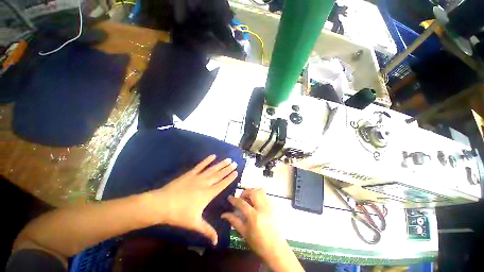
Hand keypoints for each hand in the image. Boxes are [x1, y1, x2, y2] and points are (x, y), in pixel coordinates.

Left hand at [144, 155, 237, 245]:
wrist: (162, 204)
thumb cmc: (179, 214)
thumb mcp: (194, 223)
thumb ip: (207, 231)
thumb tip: (216, 242)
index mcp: (208, 194)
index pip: (222, 184)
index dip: (230, 178)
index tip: (236, 172)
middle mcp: (205, 183)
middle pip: (219, 175)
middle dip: (228, 169)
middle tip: (234, 163)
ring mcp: (198, 177)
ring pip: (212, 169)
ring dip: (221, 164)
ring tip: (228, 159)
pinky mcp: (190, 173)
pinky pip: (201, 165)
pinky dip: (207, 160)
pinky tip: (212, 156)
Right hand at [222, 189, 304, 271]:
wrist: (276, 249)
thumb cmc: (258, 243)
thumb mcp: (244, 233)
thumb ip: (234, 221)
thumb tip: (224, 214)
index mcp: (254, 217)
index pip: (242, 203)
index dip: (234, 199)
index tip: (229, 197)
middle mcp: (263, 208)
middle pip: (253, 192)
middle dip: (245, 192)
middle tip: (241, 198)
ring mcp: (270, 206)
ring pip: (260, 191)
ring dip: (252, 192)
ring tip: (249, 199)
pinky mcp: (274, 207)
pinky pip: (265, 195)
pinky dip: (259, 195)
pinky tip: (256, 203)